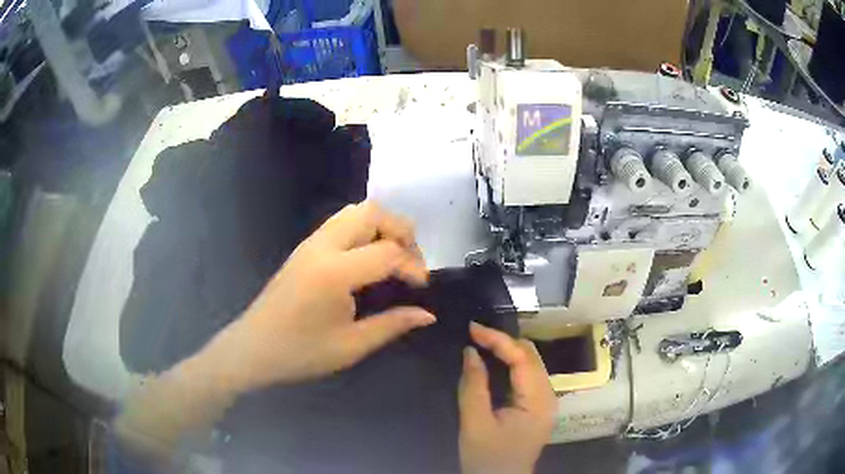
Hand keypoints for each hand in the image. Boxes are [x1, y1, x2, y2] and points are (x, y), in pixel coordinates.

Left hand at [219, 201, 434, 391]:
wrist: (253, 348)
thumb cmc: (300, 352)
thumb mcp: (351, 346)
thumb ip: (392, 325)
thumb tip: (428, 316)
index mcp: (334, 273)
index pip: (387, 251)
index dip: (413, 265)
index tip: (421, 287)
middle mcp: (322, 247)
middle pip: (372, 212)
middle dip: (401, 231)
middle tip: (410, 262)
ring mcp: (310, 243)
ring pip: (355, 211)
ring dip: (382, 226)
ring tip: (393, 258)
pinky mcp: (305, 247)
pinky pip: (341, 222)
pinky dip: (364, 230)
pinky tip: (367, 259)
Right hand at [459, 323, 556, 473]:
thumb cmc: (487, 457)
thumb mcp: (475, 423)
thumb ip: (473, 385)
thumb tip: (470, 351)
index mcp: (538, 401)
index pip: (522, 358)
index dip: (498, 339)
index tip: (471, 327)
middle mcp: (548, 396)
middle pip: (531, 356)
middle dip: (503, 341)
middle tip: (474, 334)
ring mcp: (545, 401)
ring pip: (530, 363)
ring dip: (507, 350)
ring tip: (481, 342)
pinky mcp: (538, 406)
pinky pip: (527, 375)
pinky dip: (510, 363)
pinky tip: (493, 361)